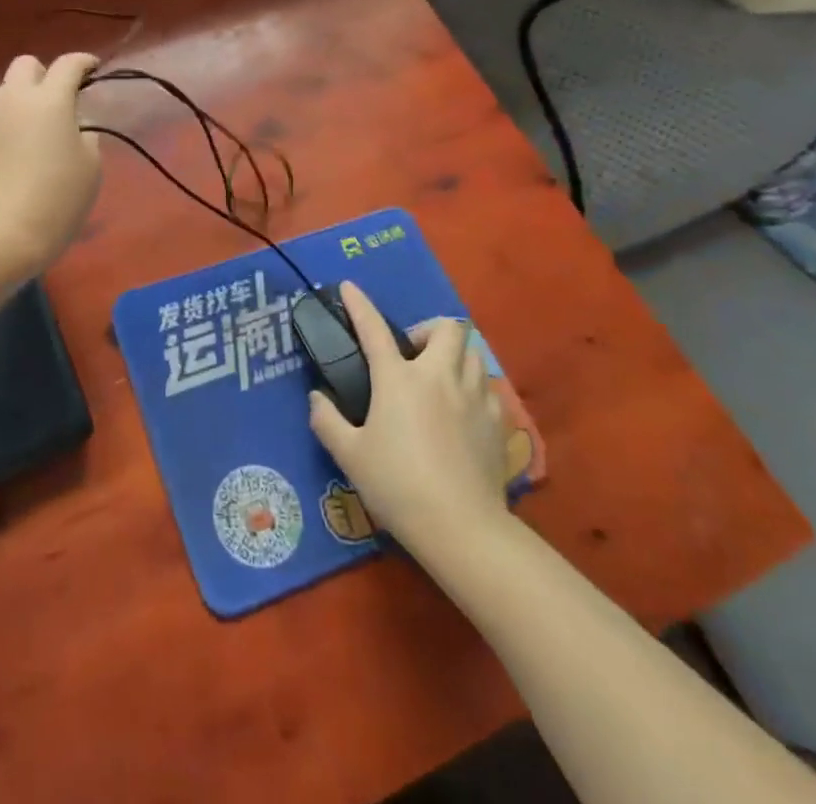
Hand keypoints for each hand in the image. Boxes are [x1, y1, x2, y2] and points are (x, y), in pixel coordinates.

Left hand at [0, 53, 102, 278]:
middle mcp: (14, 101)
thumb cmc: (58, 198)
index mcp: (49, 101)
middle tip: (61, 97)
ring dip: (24, 100)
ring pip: (5, 93)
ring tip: (39, 129)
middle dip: (45, 72)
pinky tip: (18, 159)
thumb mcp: (91, 167)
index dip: (83, 62)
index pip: (67, 65)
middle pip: (25, 65)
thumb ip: (86, 136)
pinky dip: (9, 129)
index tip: (93, 68)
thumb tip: (73, 128)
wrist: (3, 234)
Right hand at [307, 282, 511, 559]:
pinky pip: (487, 388)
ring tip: (439, 381)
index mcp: (399, 379)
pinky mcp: (498, 423)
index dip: (359, 304)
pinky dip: (473, 389)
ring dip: (454, 356)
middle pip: (447, 327)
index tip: (349, 288)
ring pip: (472, 353)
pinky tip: (462, 413)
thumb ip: (327, 420)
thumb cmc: (398, 485)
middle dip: (429, 331)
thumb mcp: (349, 455)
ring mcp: (474, 397)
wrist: (462, 528)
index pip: (374, 329)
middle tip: (413, 355)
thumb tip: (317, 397)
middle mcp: (439, 377)